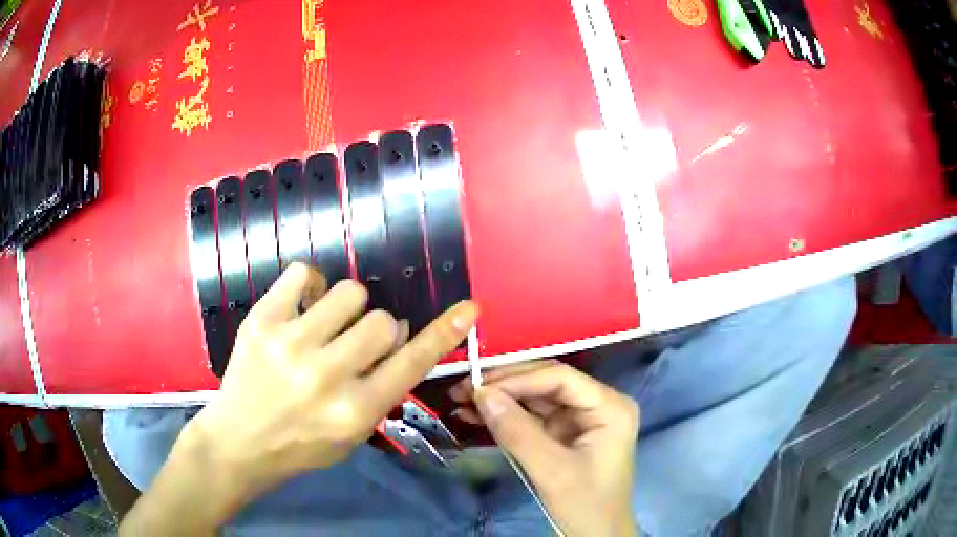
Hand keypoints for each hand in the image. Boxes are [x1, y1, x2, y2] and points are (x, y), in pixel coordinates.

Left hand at [192, 262, 478, 497]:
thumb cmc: (300, 445)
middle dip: (376, 331)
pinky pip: (302, 273)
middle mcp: (326, 376)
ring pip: (349, 292)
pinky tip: (302, 305)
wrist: (238, 441)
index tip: (468, 309)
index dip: (444, 334)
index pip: (412, 364)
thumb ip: (381, 389)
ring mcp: (290, 344)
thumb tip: (399, 335)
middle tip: (354, 344)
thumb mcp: (352, 435)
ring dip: (346, 308)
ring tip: (326, 325)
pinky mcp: (261, 321)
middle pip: (382, 321)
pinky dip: (309, 285)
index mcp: (354, 411)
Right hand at [450, 361, 639, 536]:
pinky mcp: (565, 432)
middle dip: (504, 385)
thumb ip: (517, 432)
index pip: (560, 378)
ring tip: (461, 400)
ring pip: (535, 396)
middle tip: (463, 388)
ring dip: (500, 398)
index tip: (477, 387)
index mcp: (609, 406)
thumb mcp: (551, 471)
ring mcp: (580, 418)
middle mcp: (597, 404)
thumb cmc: (585, 505)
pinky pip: (532, 415)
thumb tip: (481, 394)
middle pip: (546, 382)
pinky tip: (476, 416)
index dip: (517, 379)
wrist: (596, 536)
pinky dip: (505, 416)